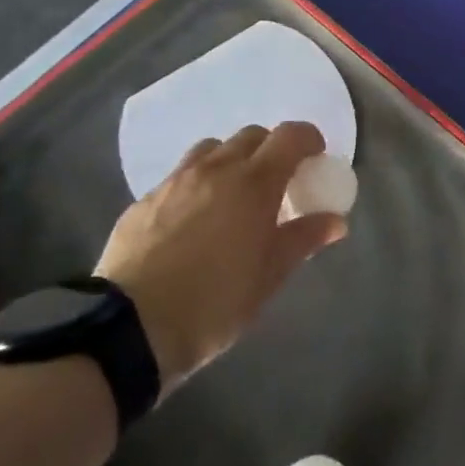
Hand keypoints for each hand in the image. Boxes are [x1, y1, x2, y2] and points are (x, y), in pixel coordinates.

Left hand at [95, 122, 345, 391]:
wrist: (129, 329)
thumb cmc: (215, 302)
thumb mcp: (269, 275)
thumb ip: (304, 239)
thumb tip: (335, 221)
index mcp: (254, 182)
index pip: (291, 136)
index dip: (309, 140)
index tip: (315, 160)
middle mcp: (215, 169)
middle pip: (252, 136)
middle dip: (271, 151)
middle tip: (277, 185)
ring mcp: (175, 181)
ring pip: (212, 149)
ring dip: (231, 161)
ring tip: (233, 197)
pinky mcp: (144, 200)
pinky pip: (180, 176)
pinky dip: (198, 184)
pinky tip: (194, 220)